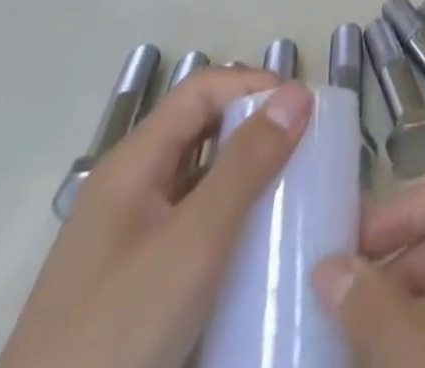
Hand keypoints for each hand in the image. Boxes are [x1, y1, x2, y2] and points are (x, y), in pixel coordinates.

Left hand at [0, 70, 312, 367]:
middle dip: (257, 130)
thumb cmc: (115, 337)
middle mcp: (127, 190)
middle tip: (309, 151)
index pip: (202, 90)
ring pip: (199, 181)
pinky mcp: (133, 286)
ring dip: (247, 176)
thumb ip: (246, 164)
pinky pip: (192, 227)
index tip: (305, 112)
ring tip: (296, 194)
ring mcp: (127, 241)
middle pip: (201, 130)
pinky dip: (230, 221)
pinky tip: (259, 249)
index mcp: (132, 165)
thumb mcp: (193, 245)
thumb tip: (298, 92)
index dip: (254, 86)